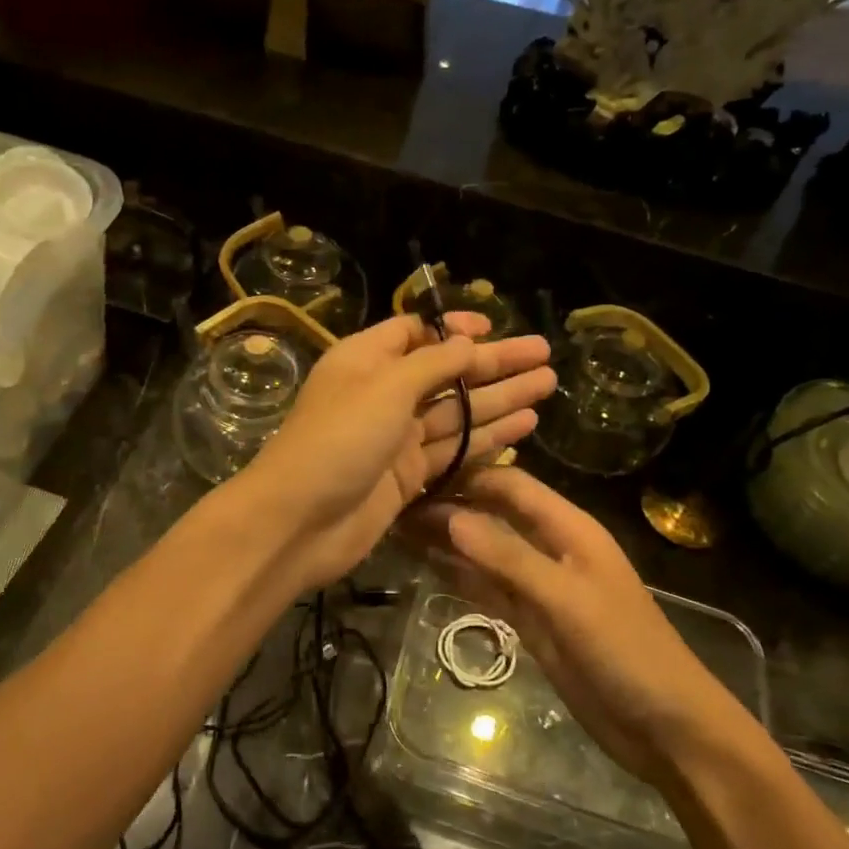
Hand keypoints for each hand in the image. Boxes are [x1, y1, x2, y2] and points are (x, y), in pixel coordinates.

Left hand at [233, 313, 553, 593]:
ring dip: (501, 398)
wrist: (300, 521)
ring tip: (548, 384)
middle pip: (446, 372)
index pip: (415, 332)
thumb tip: (467, 341)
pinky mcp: (408, 476)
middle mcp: (383, 394)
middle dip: (494, 363)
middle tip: (545, 355)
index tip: (494, 327)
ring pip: (457, 412)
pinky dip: (487, 438)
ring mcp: (396, 438)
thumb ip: (432, 364)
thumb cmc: (338, 439)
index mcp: (366, 360)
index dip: (454, 329)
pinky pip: (454, 449)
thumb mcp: (385, 387)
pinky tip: (524, 426)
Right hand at [414, 466, 736, 782]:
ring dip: (447, 540)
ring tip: (395, 528)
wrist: (666, 728)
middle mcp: (550, 547)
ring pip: (485, 551)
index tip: (415, 477)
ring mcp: (539, 586)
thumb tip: (449, 516)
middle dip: (449, 506)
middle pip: (492, 514)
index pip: (509, 484)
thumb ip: (508, 557)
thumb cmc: (625, 652)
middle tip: (392, 505)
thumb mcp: (566, 600)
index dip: (465, 476)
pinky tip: (424, 565)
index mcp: (569, 528)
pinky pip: (488, 587)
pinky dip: (458, 575)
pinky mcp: (531, 620)